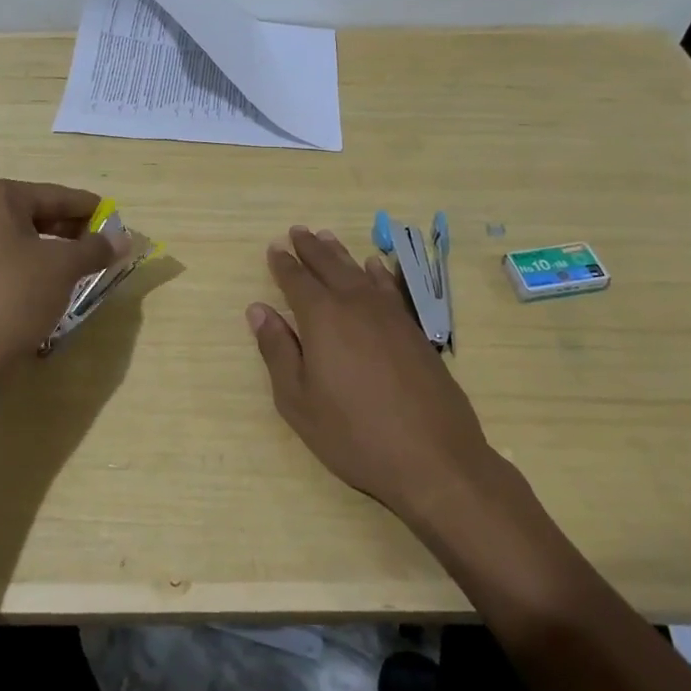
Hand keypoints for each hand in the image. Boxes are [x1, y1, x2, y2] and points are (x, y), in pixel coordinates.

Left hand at [0, 180, 125, 404]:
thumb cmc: (11, 298)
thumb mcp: (62, 268)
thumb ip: (95, 248)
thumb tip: (124, 238)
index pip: (54, 195)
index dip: (88, 208)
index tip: (116, 219)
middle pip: (35, 215)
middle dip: (71, 232)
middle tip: (104, 247)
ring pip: (20, 243)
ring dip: (53, 254)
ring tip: (84, 270)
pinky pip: (4, 265)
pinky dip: (31, 272)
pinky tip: (52, 291)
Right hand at [247, 225, 497, 523]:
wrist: (432, 458)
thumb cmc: (353, 434)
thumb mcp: (298, 400)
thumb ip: (277, 350)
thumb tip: (258, 310)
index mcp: (322, 319)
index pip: (296, 281)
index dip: (283, 264)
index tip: (274, 248)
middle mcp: (356, 305)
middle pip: (329, 267)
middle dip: (310, 249)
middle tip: (297, 231)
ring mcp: (390, 316)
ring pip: (359, 272)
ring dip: (340, 254)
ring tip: (327, 237)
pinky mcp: (414, 331)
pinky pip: (391, 288)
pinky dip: (379, 273)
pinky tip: (375, 267)